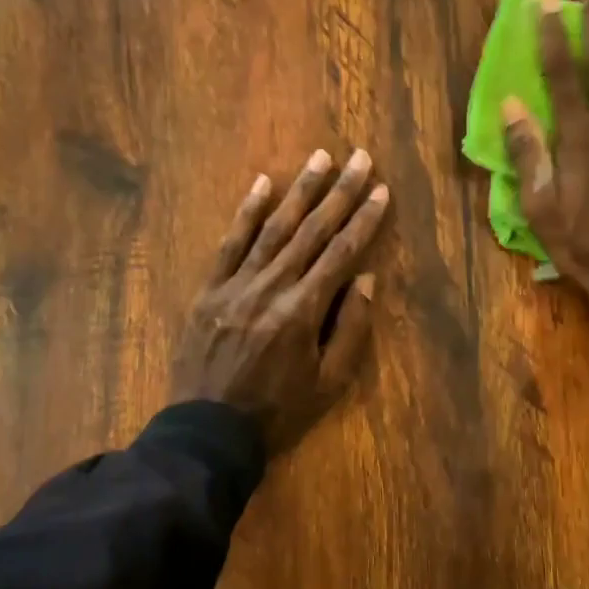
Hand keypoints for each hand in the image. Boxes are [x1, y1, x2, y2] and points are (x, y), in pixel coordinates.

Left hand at [170, 149, 389, 451]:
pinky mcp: (209, 290)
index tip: (381, 190)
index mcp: (303, 311)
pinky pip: (230, 243)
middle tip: (359, 158)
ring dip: (299, 190)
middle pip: (312, 231)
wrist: (208, 430)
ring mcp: (236, 285)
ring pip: (273, 228)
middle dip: (339, 192)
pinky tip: (262, 183)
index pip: (341, 253)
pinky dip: (246, 212)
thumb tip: (365, 278)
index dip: (364, 220)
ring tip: (320, 158)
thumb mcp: (328, 382)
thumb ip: (349, 328)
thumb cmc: (277, 410)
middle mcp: (271, 287)